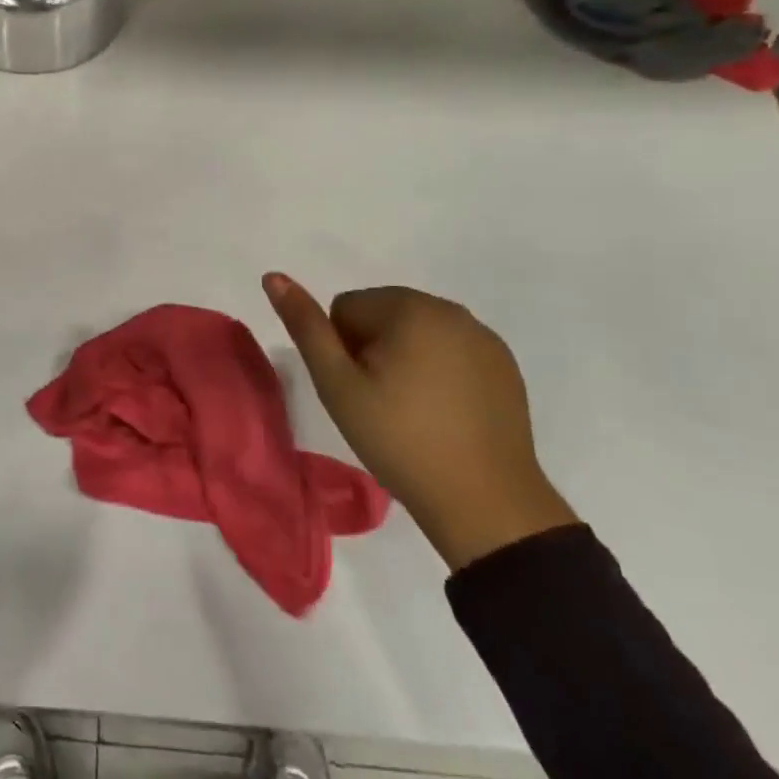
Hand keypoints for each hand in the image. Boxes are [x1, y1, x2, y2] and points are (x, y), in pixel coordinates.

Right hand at [263, 273, 577, 571]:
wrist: (485, 502)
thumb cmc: (399, 439)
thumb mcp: (337, 385)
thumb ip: (306, 327)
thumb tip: (273, 276)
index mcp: (409, 307)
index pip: (345, 307)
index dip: (340, 349)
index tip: (358, 389)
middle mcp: (450, 309)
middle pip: (382, 313)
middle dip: (372, 348)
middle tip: (379, 401)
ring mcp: (483, 336)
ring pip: (417, 331)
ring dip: (404, 357)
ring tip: (411, 409)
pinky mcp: (505, 364)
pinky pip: (452, 349)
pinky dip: (439, 370)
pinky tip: (443, 412)